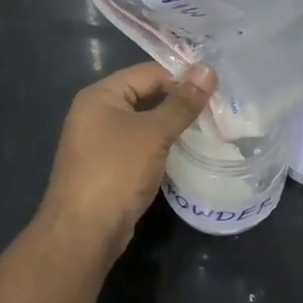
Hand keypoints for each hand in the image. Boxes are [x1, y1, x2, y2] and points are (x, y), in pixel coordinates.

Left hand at [38, 60, 215, 254]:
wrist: (83, 232)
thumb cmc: (116, 171)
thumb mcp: (153, 133)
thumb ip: (182, 103)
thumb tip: (208, 70)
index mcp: (100, 95)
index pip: (148, 72)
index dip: (182, 77)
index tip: (217, 86)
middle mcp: (95, 113)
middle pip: (145, 96)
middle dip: (179, 102)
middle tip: (219, 107)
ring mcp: (99, 142)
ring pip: (144, 124)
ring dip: (172, 126)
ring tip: (210, 127)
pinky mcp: (107, 168)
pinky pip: (139, 147)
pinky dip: (161, 147)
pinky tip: (186, 153)